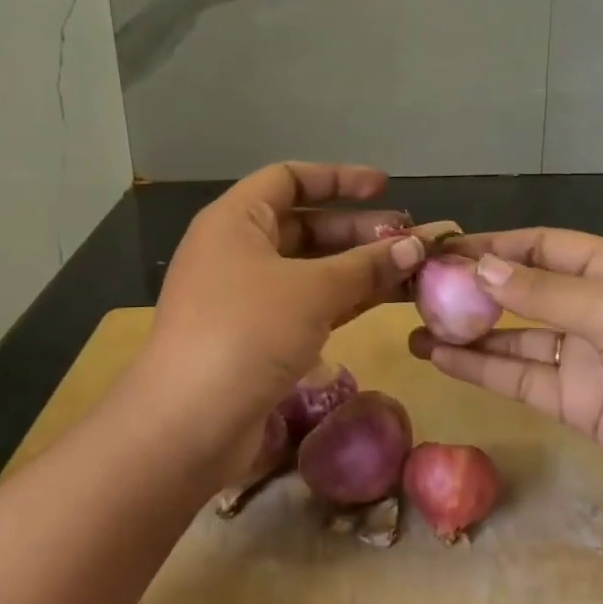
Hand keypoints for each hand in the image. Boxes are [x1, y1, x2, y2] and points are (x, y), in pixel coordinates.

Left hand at [131, 163, 433, 485]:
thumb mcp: (312, 290)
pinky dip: (346, 300)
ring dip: (360, 268)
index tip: (384, 188)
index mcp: (236, 221)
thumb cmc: (246, 332)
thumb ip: (367, 264)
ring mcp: (247, 298)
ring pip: (312, 270)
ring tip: (412, 270)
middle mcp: (238, 251)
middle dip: (359, 231)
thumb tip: (416, 245)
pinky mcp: (258, 338)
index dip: (338, 178)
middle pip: (306, 226)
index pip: (289, 179)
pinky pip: (309, 304)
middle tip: (411, 240)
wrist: (186, 425)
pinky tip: (386, 300)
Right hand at [408, 228, 602, 516]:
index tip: (441, 249)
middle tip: (415, 291)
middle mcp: (593, 307)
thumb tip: (480, 268)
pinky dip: (480, 368)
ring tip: (413, 326)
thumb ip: (545, 293)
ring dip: (467, 331)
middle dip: (472, 288)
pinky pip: (518, 377)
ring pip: (512, 336)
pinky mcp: (572, 401)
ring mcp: (581, 356)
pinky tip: (440, 359)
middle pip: (522, 289)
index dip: (493, 245)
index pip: (541, 246)